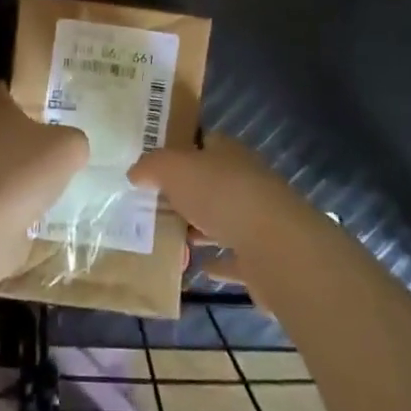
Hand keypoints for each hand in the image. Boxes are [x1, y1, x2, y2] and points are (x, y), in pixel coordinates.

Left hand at [0, 80, 88, 285]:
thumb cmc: (22, 172)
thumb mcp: (67, 148)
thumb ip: (73, 142)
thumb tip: (72, 148)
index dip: (5, 90)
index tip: (17, 93)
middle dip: (17, 138)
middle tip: (48, 145)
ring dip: (15, 174)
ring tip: (45, 184)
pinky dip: (11, 208)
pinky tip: (34, 216)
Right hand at [129, 133, 315, 267]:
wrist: (275, 246)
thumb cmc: (222, 195)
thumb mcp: (174, 169)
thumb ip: (152, 166)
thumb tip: (135, 172)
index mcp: (228, 153)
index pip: (204, 141)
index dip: (181, 148)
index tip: (156, 163)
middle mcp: (246, 180)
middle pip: (212, 182)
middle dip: (187, 192)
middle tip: (155, 204)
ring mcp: (258, 219)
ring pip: (223, 220)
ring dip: (201, 228)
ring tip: (170, 237)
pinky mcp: (262, 257)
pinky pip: (234, 258)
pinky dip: (217, 262)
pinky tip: (199, 268)